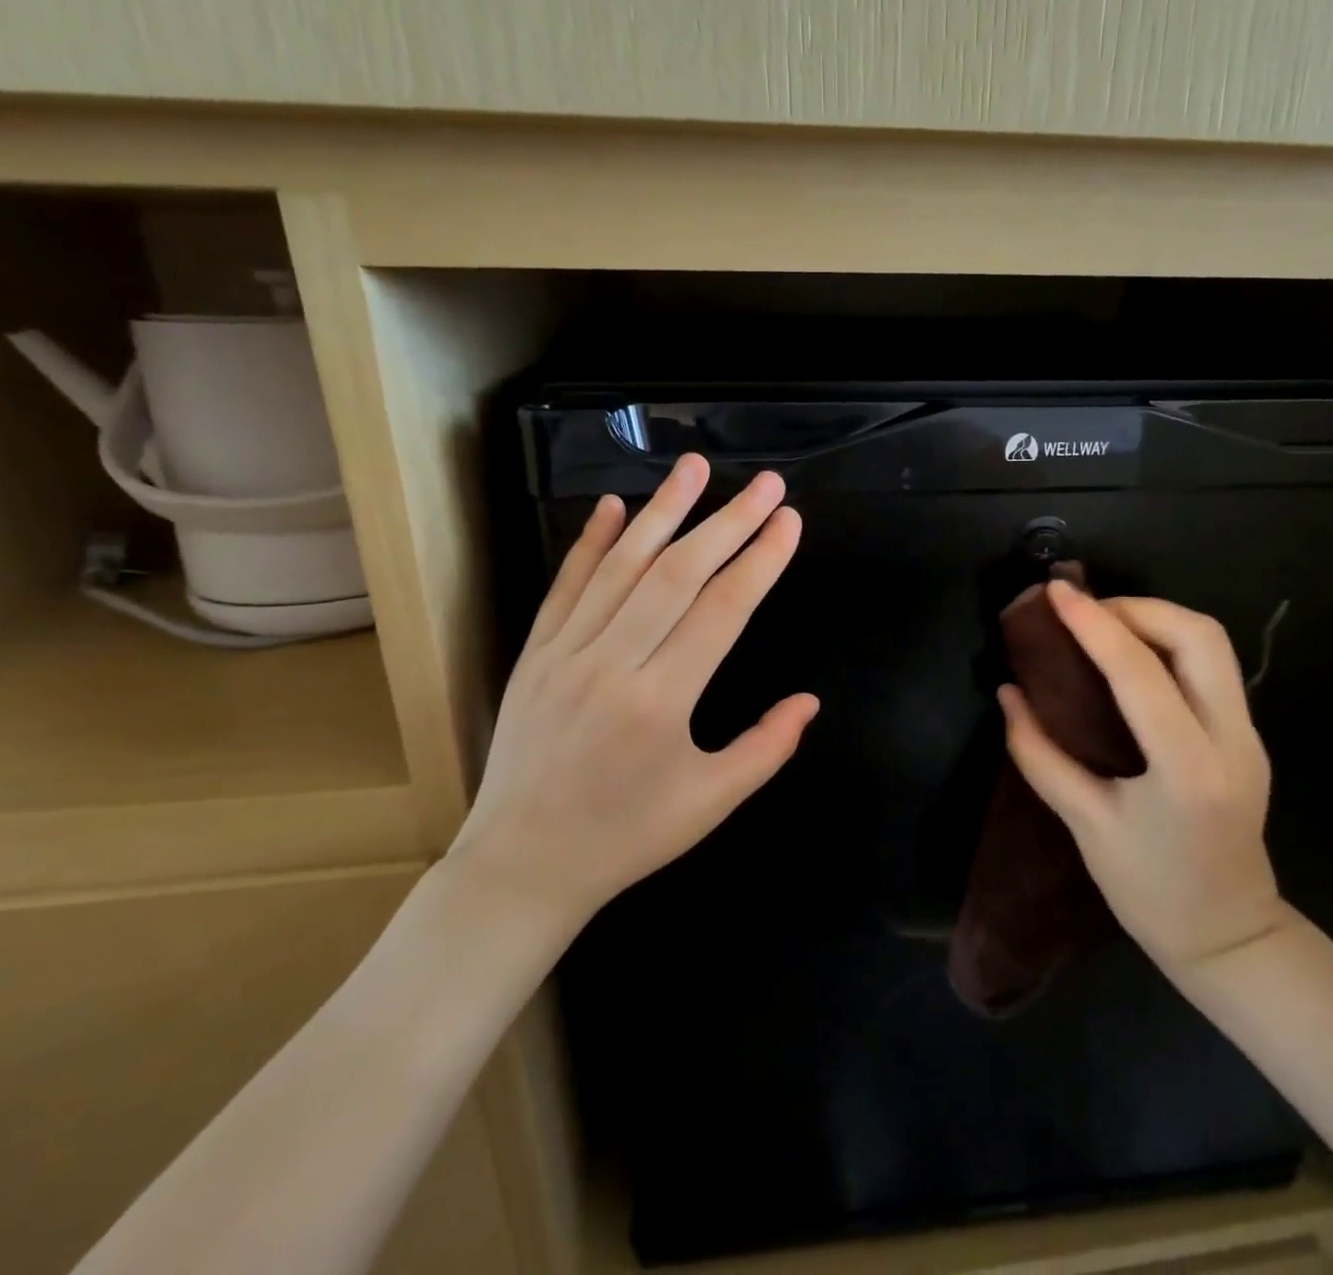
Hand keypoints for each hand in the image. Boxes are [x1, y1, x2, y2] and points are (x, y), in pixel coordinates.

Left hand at [443, 454, 817, 955]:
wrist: (522, 866)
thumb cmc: (627, 838)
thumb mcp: (711, 803)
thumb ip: (767, 748)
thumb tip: (810, 700)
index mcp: (662, 701)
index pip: (723, 609)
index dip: (761, 559)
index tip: (789, 521)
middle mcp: (613, 663)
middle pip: (678, 573)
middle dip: (728, 521)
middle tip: (766, 484)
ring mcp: (566, 653)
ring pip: (622, 566)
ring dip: (663, 511)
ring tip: (695, 468)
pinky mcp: (535, 653)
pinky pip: (566, 586)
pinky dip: (591, 542)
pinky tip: (615, 506)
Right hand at [999, 583, 1284, 976]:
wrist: (1230, 938)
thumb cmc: (1150, 892)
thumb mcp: (1085, 825)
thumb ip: (1040, 754)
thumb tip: (1009, 694)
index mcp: (1187, 770)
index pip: (1140, 673)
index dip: (1094, 625)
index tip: (1057, 594)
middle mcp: (1231, 740)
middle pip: (1200, 636)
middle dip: (1138, 608)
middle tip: (1085, 615)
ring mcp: (1249, 735)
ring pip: (1213, 644)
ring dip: (1156, 619)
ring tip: (1103, 627)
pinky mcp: (1248, 736)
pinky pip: (1212, 666)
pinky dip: (1168, 643)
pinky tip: (1129, 657)